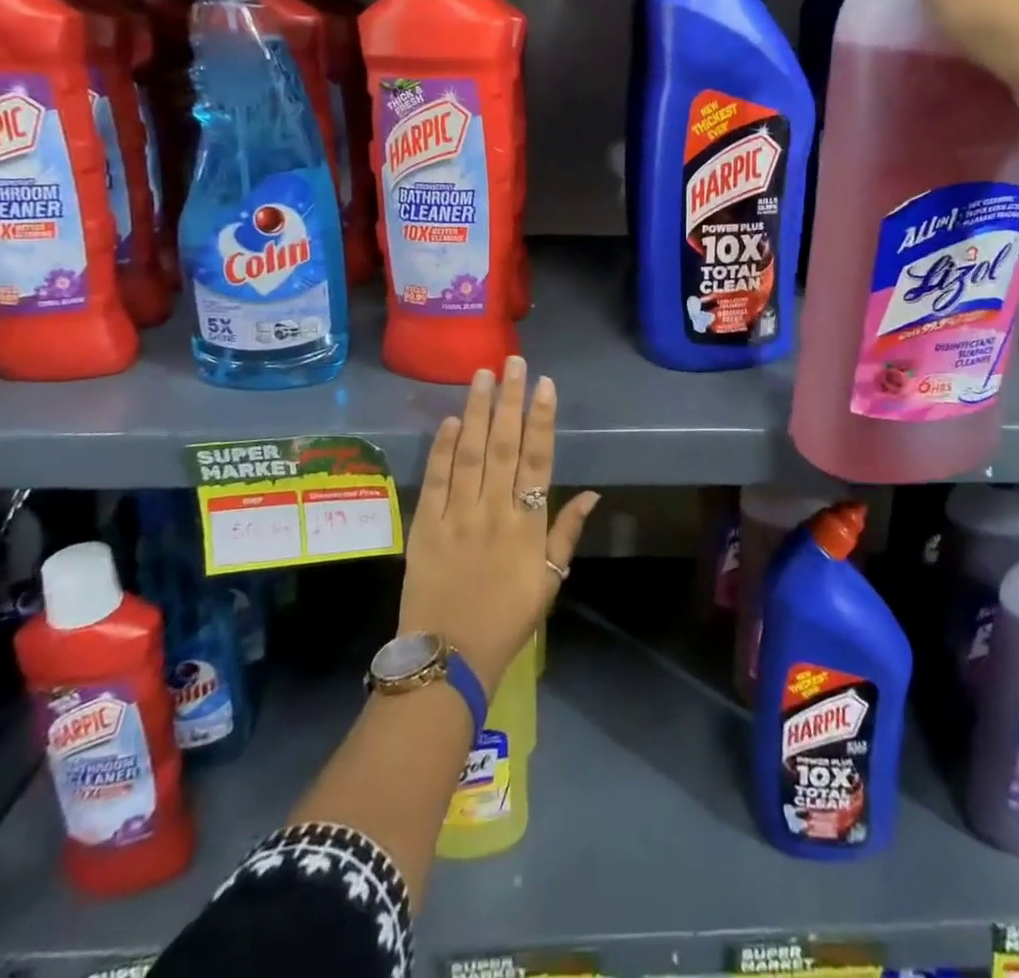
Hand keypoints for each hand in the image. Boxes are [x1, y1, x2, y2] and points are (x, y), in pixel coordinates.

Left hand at [398, 356, 598, 694]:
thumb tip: (592, 494)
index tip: (544, 385)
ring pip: (469, 453)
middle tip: (512, 361)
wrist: (449, 657)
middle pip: (503, 446)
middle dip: (509, 400)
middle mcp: (494, 511)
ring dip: (476, 411)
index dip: (541, 420)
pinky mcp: (425, 525)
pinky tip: (449, 420)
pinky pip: (436, 480)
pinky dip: (442, 448)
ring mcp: (457, 516)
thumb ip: (567, 534)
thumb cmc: (508, 619)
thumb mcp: (550, 582)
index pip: (538, 460)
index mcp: (528, 525)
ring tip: (482, 375)